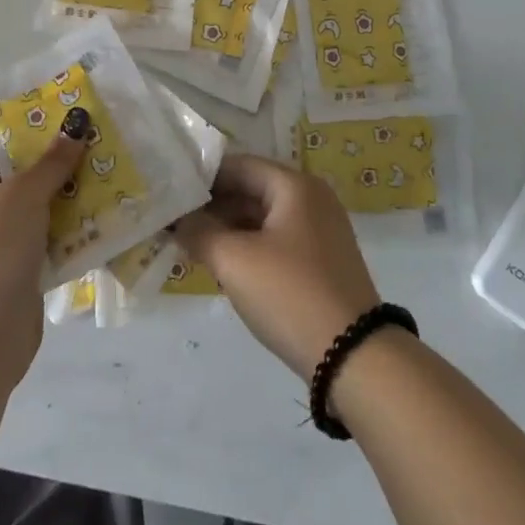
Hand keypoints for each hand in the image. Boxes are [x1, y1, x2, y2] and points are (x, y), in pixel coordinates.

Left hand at [0, 122, 84, 391]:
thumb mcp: (21, 196)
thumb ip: (50, 163)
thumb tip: (76, 129)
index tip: (16, 116)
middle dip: (33, 161)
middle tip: (70, 141)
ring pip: (24, 212)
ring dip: (54, 195)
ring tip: (92, 172)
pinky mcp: (13, 279)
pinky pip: (40, 243)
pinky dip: (63, 231)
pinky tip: (94, 215)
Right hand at [175, 154, 382, 381]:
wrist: (355, 359)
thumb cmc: (290, 294)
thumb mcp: (234, 261)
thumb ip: (199, 232)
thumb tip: (176, 219)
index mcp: (294, 185)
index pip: (237, 165)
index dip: (201, 177)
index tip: (168, 192)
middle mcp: (310, 198)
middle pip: (250, 189)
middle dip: (211, 206)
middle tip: (172, 221)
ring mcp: (319, 231)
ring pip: (261, 218)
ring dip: (226, 228)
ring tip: (188, 243)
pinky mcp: (321, 261)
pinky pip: (275, 240)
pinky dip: (247, 246)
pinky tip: (220, 263)